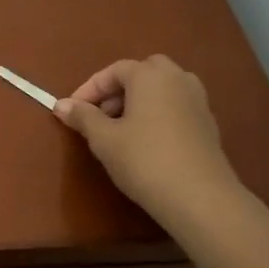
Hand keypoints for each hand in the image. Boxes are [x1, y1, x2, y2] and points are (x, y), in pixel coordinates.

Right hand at [55, 55, 246, 232]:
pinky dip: (158, 114)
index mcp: (150, 76)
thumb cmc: (144, 160)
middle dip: (119, 89)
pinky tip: (146, 141)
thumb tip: (61, 105)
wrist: (199, 197)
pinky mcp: (208, 124)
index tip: (72, 111)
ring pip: (163, 89)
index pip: (114, 70)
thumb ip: (83, 117)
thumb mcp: (104, 139)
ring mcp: (198, 100)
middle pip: (144, 72)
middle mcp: (178, 79)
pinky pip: (176, 107)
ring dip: (140, 100)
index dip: (90, 89)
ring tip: (121, 128)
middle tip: (101, 113)